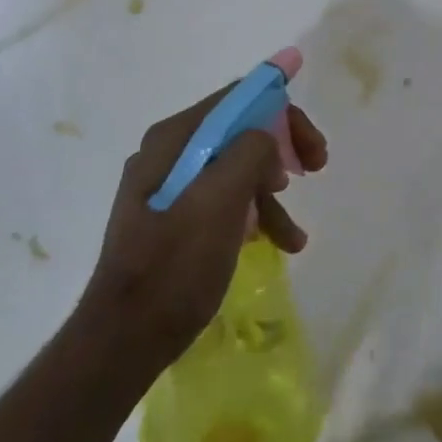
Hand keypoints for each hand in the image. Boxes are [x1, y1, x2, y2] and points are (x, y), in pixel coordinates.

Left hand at [80, 61, 327, 368]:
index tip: (315, 142)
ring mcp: (171, 187)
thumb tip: (268, 134)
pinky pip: (225, 200)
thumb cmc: (175, 266)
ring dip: (273, 191)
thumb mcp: (220, 202)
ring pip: (238, 168)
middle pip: (241, 131)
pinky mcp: (176, 218)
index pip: (238, 100)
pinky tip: (276, 242)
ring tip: (295, 234)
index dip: (282, 109)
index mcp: (174, 140)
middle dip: (283, 148)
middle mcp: (170, 153)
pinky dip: (254, 214)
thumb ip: (250, 152)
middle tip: (316, 168)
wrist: (124, 342)